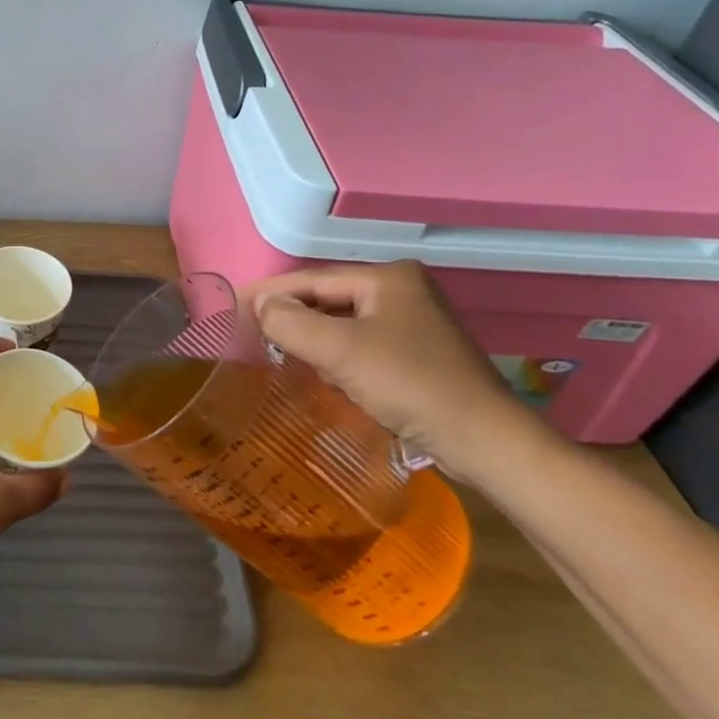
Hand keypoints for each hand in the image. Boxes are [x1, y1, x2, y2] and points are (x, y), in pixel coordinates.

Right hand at [246, 261, 541, 484]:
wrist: (485, 442)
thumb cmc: (410, 385)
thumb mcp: (340, 351)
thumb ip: (291, 323)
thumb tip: (260, 306)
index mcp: (388, 277)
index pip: (313, 280)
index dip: (271, 293)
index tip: (233, 307)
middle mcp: (402, 290)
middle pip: (328, 299)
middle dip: (291, 316)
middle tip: (249, 332)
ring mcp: (413, 323)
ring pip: (343, 322)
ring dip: (312, 338)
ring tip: (275, 351)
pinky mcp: (418, 354)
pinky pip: (361, 344)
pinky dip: (336, 355)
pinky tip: (320, 372)